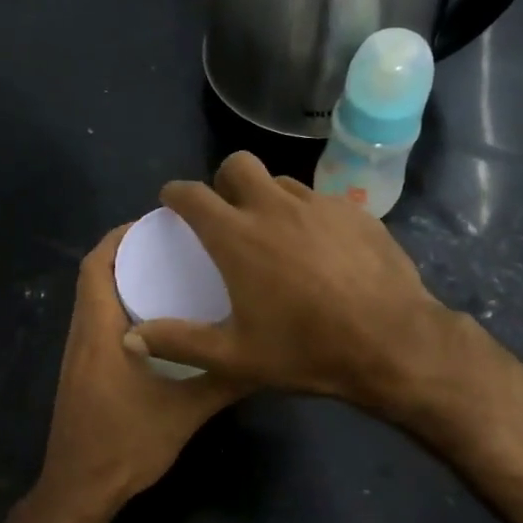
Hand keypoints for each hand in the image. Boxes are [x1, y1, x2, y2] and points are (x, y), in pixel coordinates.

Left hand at [29, 225, 250, 522]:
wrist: (81, 489)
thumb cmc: (127, 444)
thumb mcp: (186, 411)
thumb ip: (223, 380)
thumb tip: (263, 354)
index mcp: (99, 331)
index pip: (96, 266)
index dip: (120, 237)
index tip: (157, 223)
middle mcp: (82, 334)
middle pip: (94, 276)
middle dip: (129, 253)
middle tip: (174, 245)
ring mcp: (78, 355)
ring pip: (95, 300)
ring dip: (124, 280)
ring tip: (170, 273)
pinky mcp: (81, 373)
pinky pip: (98, 323)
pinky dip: (122, 307)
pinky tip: (159, 322)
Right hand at [125, 152, 461, 408]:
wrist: (393, 343)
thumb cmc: (307, 350)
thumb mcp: (235, 358)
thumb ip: (179, 343)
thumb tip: (130, 338)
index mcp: (238, 237)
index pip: (193, 195)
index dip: (175, 194)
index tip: (171, 202)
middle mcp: (275, 208)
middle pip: (238, 164)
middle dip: (223, 180)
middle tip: (226, 211)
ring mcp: (320, 205)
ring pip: (282, 181)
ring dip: (267, 197)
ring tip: (274, 231)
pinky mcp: (356, 212)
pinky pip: (320, 200)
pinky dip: (307, 215)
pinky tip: (319, 247)